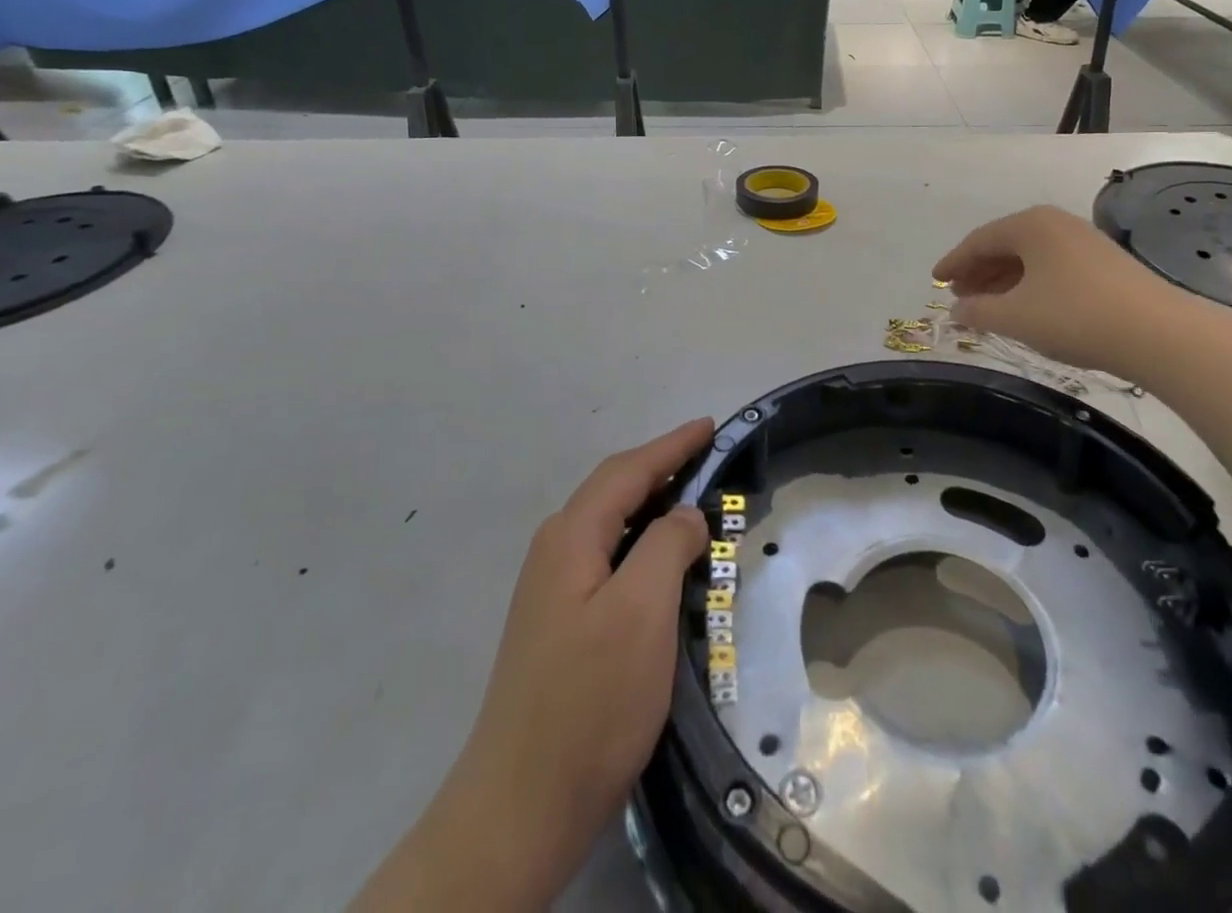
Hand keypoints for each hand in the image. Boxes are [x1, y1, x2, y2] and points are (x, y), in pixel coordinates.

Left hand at [355, 419, 712, 911]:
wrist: (521, 806)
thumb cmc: (590, 700)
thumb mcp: (642, 611)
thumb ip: (667, 545)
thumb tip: (685, 515)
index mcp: (571, 537)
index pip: (628, 471)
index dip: (672, 445)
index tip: (710, 426)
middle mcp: (556, 551)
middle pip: (615, 491)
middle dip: (662, 468)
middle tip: (709, 459)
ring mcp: (552, 589)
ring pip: (611, 526)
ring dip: (653, 506)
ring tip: (695, 502)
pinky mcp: (560, 623)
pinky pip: (609, 558)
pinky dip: (642, 544)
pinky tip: (663, 562)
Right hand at [933, 205, 1185, 378]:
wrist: (1160, 334)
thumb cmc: (1075, 317)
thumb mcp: (1015, 317)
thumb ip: (977, 311)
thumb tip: (956, 309)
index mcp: (1030, 225)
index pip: (979, 240)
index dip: (954, 261)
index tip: (935, 278)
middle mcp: (1056, 223)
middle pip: (1005, 244)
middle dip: (978, 270)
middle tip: (958, 294)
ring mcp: (1083, 242)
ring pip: (1030, 257)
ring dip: (1003, 279)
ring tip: (986, 304)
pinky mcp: (1105, 264)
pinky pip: (1052, 267)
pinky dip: (1030, 284)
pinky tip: (1026, 307)